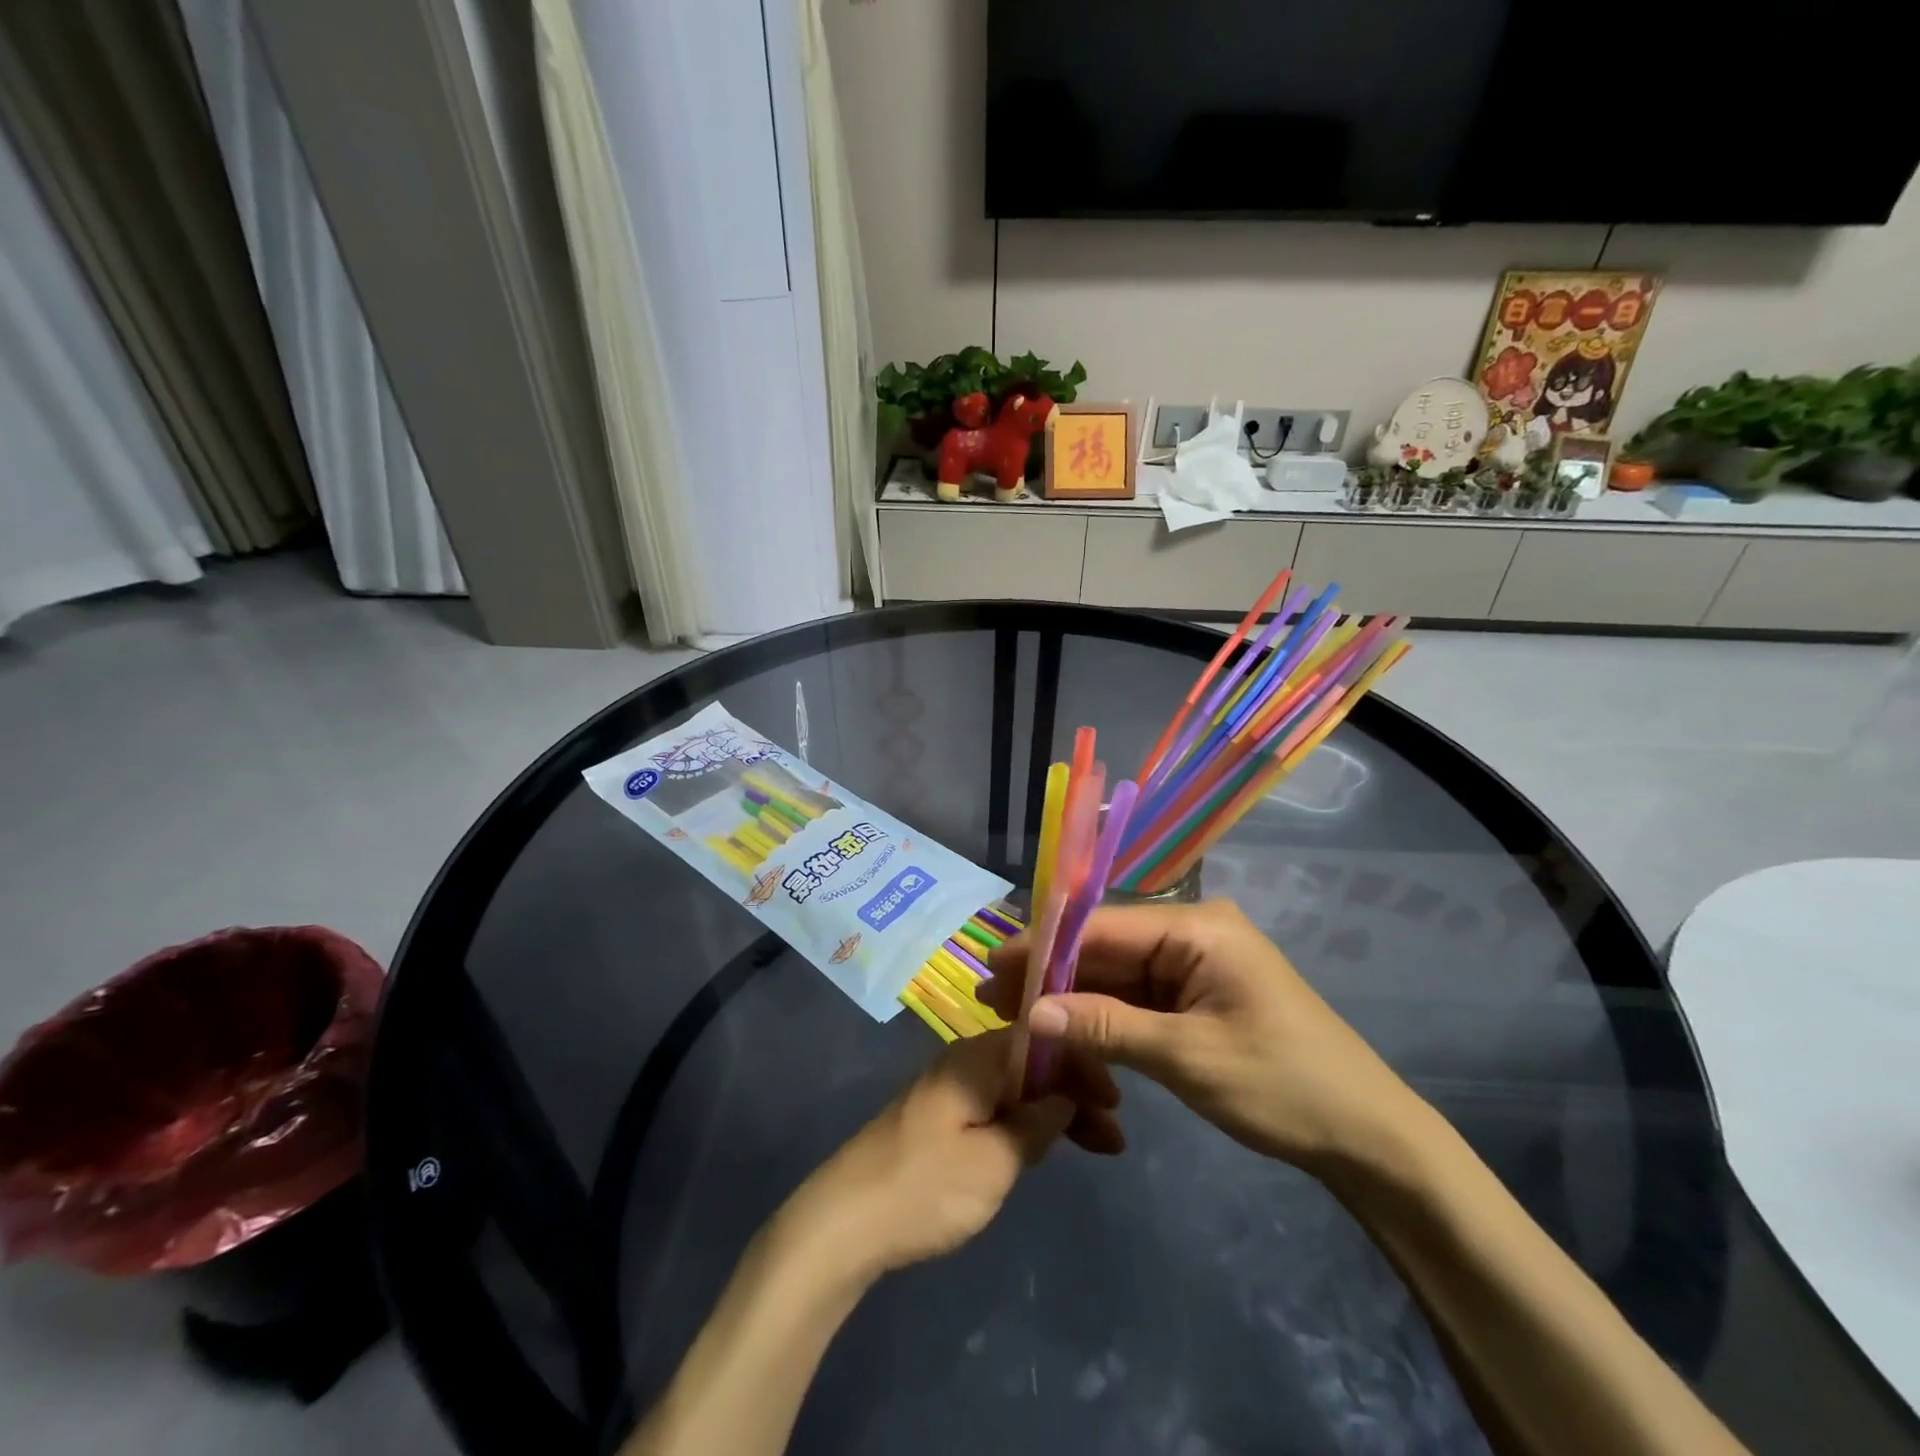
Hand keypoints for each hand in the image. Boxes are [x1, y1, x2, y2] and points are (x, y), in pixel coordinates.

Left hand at [779, 1030, 1122, 1280]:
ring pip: (1016, 1086)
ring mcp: (950, 1088)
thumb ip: (1035, 1124)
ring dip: (1054, 1111)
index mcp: (978, 1056)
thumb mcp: (994, 1162)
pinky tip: (1044, 1147)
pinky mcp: (940, 1118)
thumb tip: (1064, 1097)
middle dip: (1074, 1092)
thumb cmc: (925, 1187)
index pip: (1044, 1040)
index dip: (1083, 1066)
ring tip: (1095, 1146)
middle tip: (1113, 1138)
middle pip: (1032, 1062)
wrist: (843, 1222)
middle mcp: (964, 1060)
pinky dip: (1026, 1123)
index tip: (1115, 1104)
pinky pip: (996, 1105)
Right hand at [980, 900, 1427, 1179]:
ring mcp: (1194, 964)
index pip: (1102, 926)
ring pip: (1117, 974)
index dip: (1044, 947)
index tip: (993, 968)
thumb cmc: (1282, 1085)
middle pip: (1106, 947)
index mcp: (1196, 928)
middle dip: (1052, 974)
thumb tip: (1034, 1012)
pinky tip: (1065, 1031)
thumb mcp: (1187, 1057)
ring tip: (1017, 1017)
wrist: (1367, 1138)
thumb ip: (1106, 1027)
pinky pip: (1138, 998)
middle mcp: (1190, 933)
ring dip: (1073, 997)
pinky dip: (1103, 1016)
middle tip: (994, 999)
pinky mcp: (1196, 995)